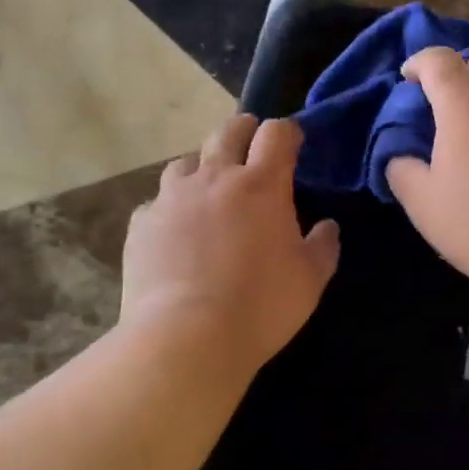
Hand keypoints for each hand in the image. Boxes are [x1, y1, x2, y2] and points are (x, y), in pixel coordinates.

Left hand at [122, 115, 340, 375]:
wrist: (186, 338)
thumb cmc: (261, 307)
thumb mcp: (310, 280)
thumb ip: (323, 246)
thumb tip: (326, 226)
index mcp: (262, 184)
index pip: (277, 133)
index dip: (287, 132)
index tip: (292, 145)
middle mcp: (215, 177)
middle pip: (229, 130)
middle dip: (244, 131)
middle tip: (251, 149)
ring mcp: (172, 197)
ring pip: (187, 162)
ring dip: (203, 169)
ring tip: (208, 192)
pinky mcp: (142, 222)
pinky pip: (157, 202)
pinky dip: (171, 209)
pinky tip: (175, 233)